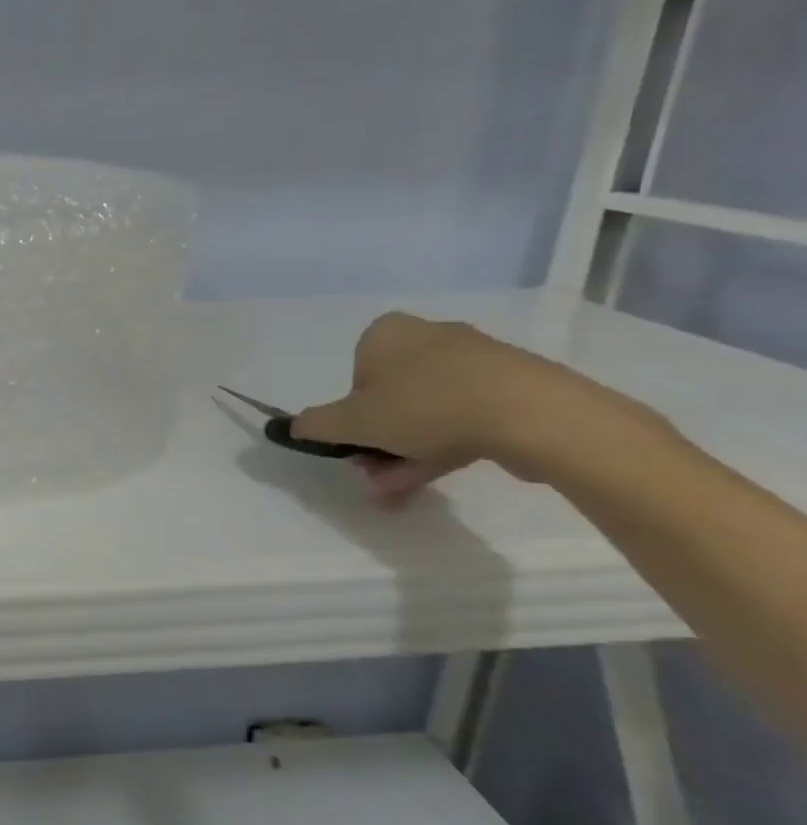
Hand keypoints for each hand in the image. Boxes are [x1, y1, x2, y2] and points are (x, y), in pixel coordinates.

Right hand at [288, 311, 638, 504]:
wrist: (533, 414)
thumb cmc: (425, 407)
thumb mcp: (352, 422)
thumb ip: (315, 425)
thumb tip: (291, 427)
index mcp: (386, 332)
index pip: (355, 375)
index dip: (352, 415)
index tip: (360, 445)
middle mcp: (428, 336)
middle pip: (391, 397)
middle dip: (381, 442)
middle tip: (378, 476)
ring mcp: (476, 360)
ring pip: (427, 411)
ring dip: (408, 452)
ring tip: (403, 491)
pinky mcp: (514, 386)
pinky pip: (466, 416)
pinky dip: (447, 445)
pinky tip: (442, 475)